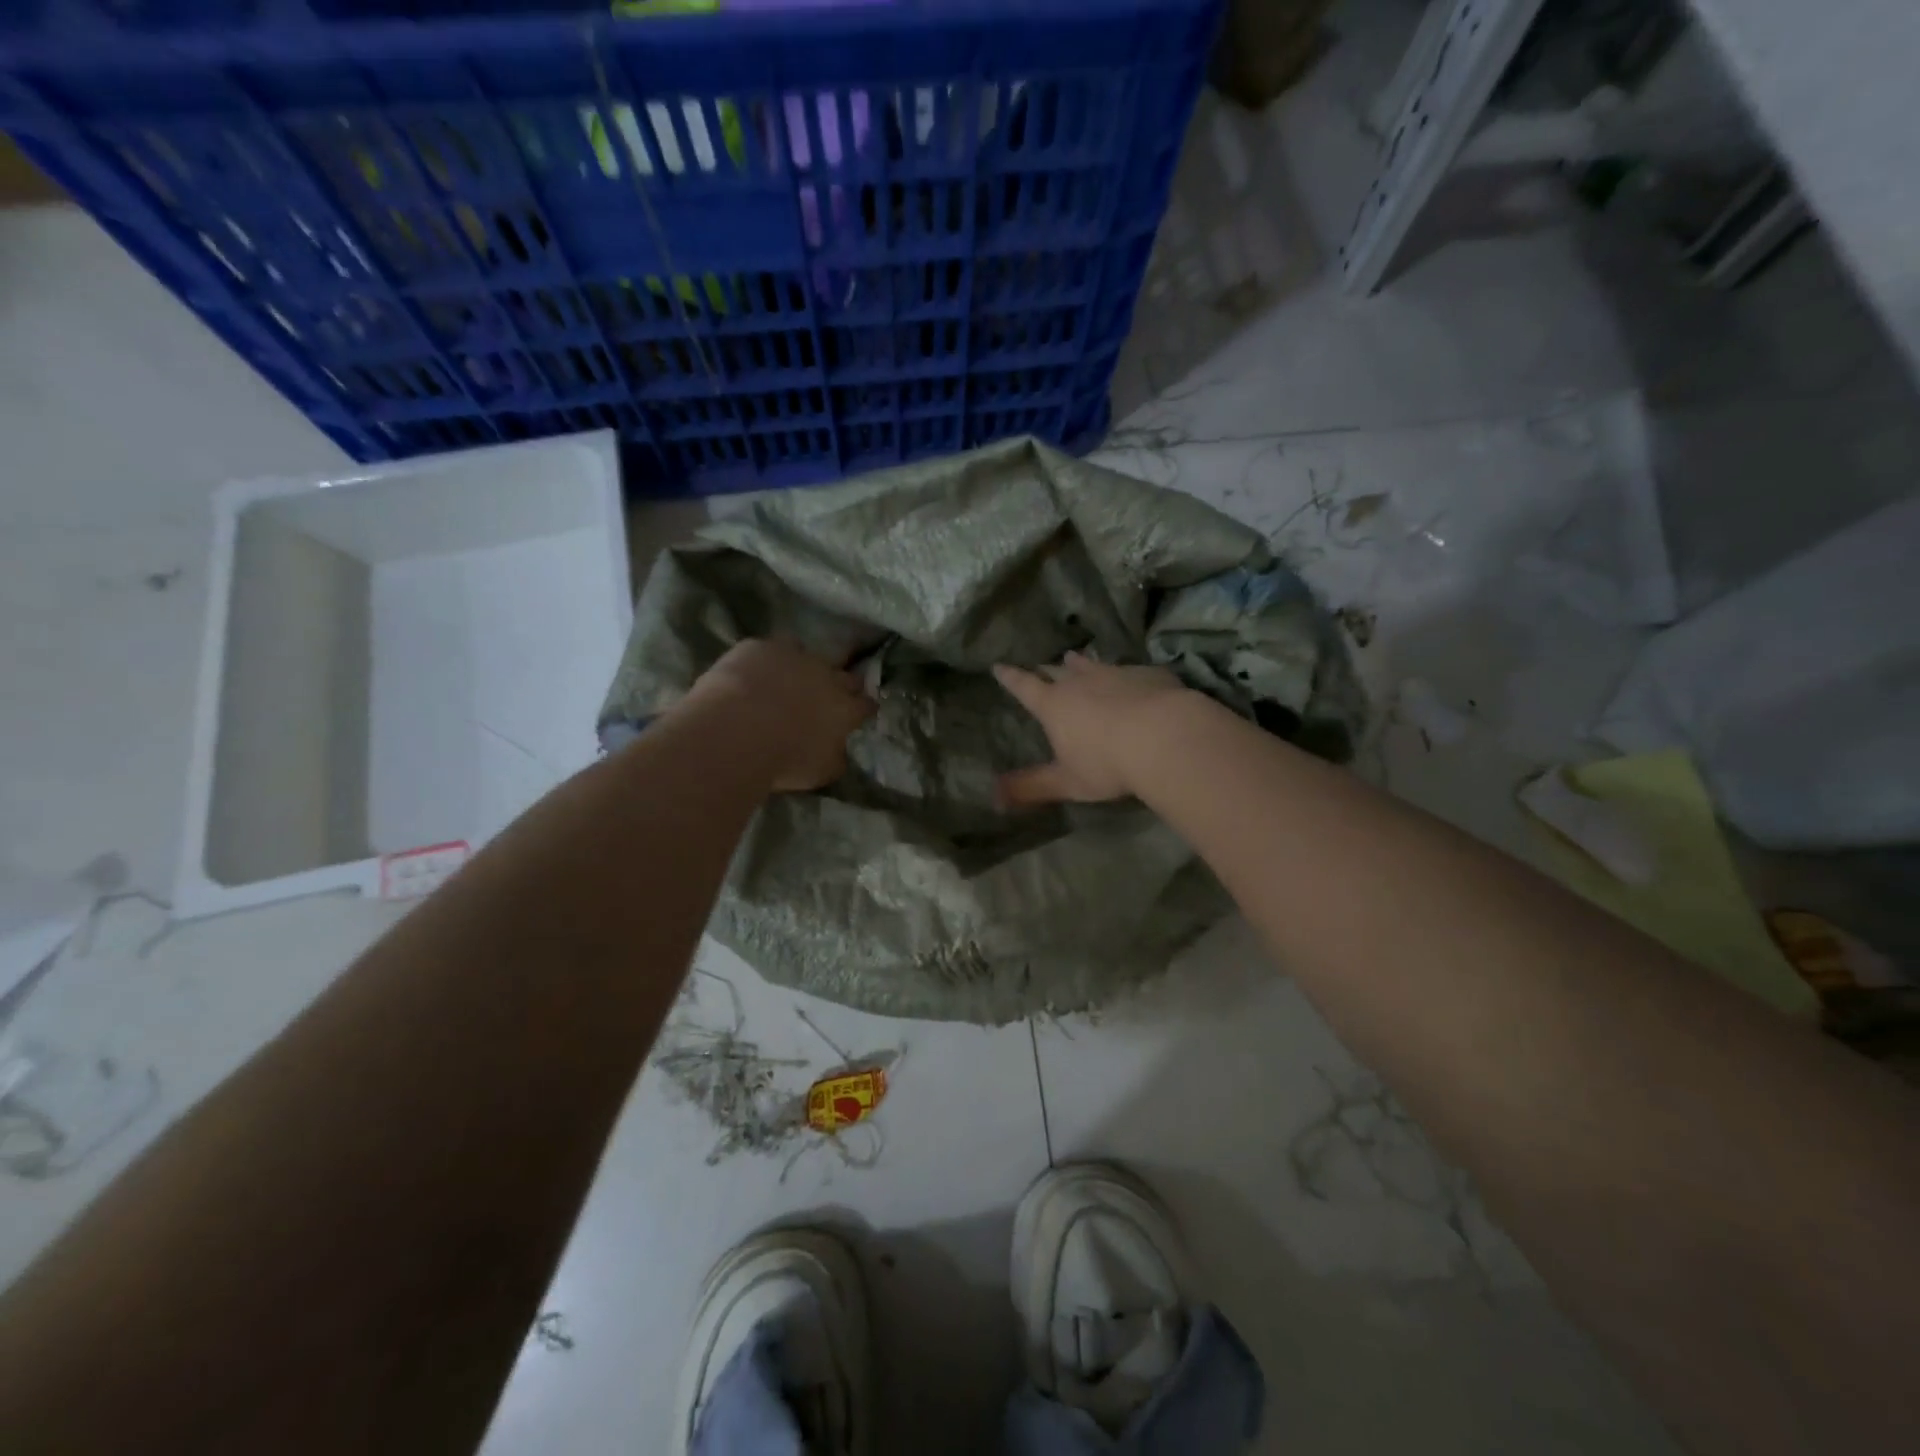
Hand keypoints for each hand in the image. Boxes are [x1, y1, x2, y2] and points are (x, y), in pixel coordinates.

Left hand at [683, 639, 874, 791]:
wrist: (737, 732)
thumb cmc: (784, 759)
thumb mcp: (820, 772)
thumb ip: (835, 758)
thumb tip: (840, 753)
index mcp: (844, 709)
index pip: (865, 704)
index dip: (863, 708)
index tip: (860, 713)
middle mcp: (826, 676)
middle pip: (845, 675)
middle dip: (843, 684)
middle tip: (829, 695)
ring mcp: (794, 657)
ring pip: (807, 653)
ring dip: (803, 664)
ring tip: (788, 677)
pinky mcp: (761, 647)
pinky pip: (769, 649)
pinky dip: (766, 659)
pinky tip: (753, 671)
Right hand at [992, 653, 1192, 808]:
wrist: (1165, 737)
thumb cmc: (1107, 763)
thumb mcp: (1066, 782)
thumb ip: (1031, 788)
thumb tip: (993, 799)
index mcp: (1054, 705)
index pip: (1024, 687)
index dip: (1010, 677)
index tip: (999, 666)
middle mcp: (1081, 682)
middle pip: (1059, 671)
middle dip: (1047, 669)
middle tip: (1042, 665)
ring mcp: (1116, 674)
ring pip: (1093, 665)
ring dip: (1082, 663)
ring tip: (1075, 658)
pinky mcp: (1149, 675)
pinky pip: (1132, 670)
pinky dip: (1125, 674)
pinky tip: (1133, 678)